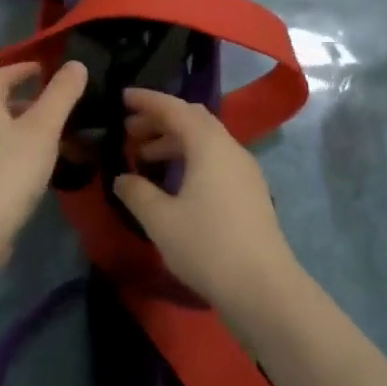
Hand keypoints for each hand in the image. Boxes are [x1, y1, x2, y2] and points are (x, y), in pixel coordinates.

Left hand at [0, 60, 87, 272]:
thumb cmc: (10, 171)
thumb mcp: (43, 128)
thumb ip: (61, 94)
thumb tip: (76, 64)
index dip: (20, 69)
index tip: (42, 69)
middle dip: (26, 103)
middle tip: (55, 109)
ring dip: (23, 131)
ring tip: (54, 142)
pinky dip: (17, 155)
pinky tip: (36, 173)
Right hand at [114, 88, 301, 318]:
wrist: (264, 288)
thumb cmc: (207, 246)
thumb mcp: (161, 220)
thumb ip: (137, 193)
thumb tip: (123, 178)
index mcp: (208, 144)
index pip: (174, 108)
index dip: (147, 100)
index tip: (122, 97)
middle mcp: (230, 148)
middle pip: (192, 119)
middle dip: (159, 120)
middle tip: (129, 131)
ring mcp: (244, 170)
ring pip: (205, 140)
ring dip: (173, 141)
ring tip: (144, 158)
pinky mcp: (250, 191)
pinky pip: (215, 158)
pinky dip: (190, 158)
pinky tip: (173, 182)